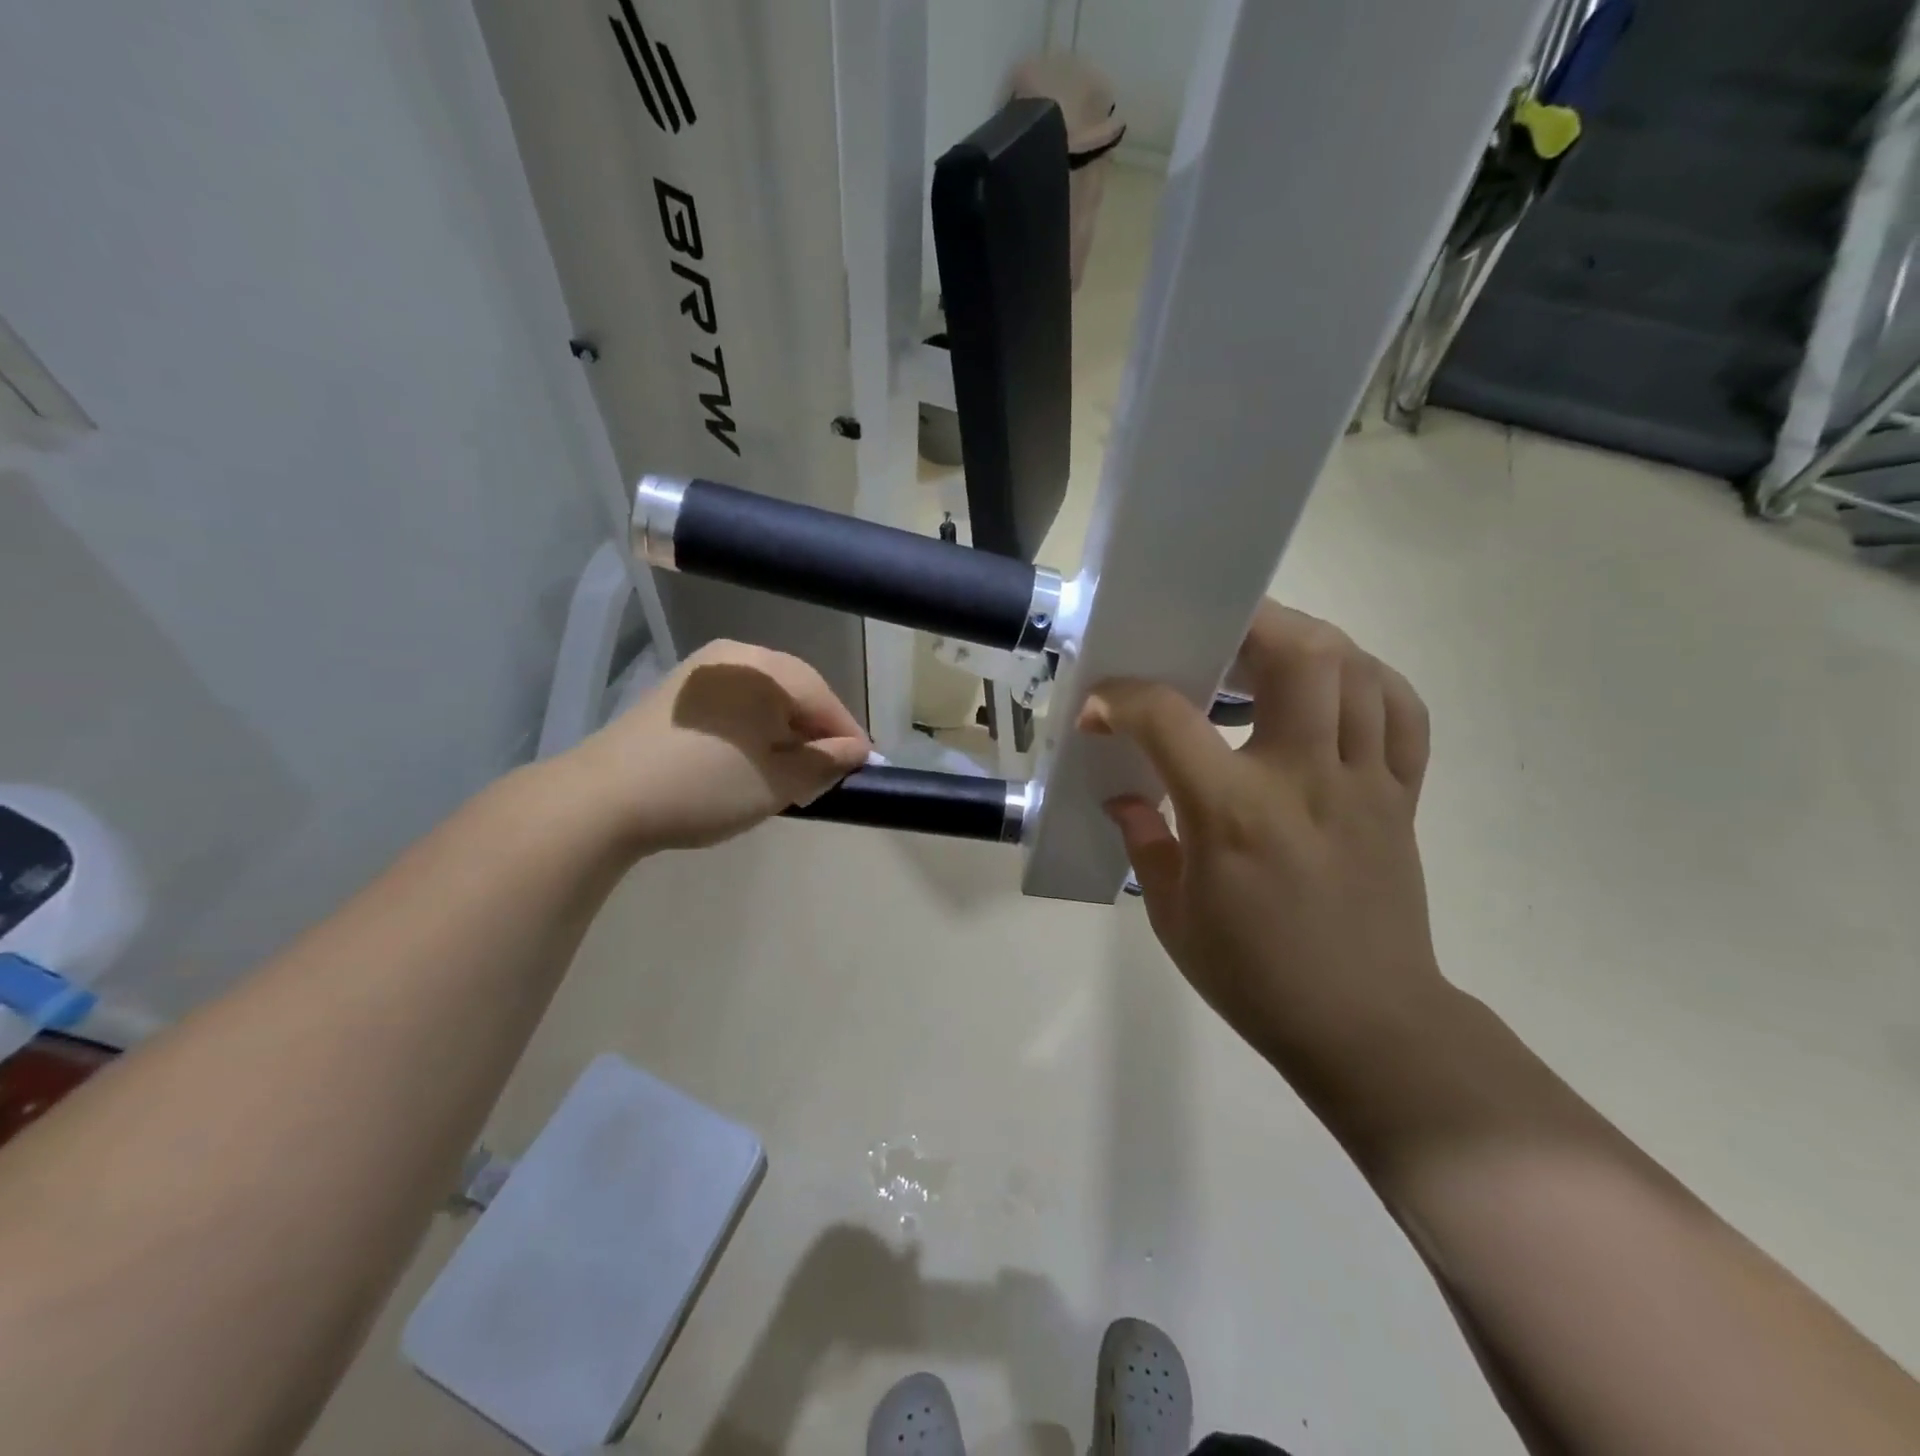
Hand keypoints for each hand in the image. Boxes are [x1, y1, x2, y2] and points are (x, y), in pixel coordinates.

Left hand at [564, 640, 869, 853]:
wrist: (604, 798)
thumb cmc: (706, 785)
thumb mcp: (779, 781)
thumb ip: (826, 762)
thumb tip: (856, 751)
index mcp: (767, 668)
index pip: (826, 699)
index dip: (849, 738)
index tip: (865, 771)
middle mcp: (738, 656)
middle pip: (796, 694)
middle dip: (815, 734)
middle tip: (826, 775)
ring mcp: (704, 670)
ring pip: (766, 699)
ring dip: (785, 733)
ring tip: (789, 772)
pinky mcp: (680, 692)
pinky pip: (737, 705)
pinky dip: (754, 729)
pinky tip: (750, 759)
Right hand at [1081, 602, 1444, 1066]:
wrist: (1366, 1025)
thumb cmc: (1255, 976)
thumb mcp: (1173, 916)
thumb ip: (1145, 842)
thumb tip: (1126, 796)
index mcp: (1235, 814)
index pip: (1169, 719)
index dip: (1123, 699)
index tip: (1101, 707)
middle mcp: (1305, 780)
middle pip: (1300, 655)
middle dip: (1248, 623)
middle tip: (1211, 634)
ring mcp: (1364, 783)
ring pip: (1356, 671)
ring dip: (1307, 642)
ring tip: (1266, 652)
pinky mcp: (1400, 797)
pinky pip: (1401, 714)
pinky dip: (1369, 682)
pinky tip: (1334, 691)